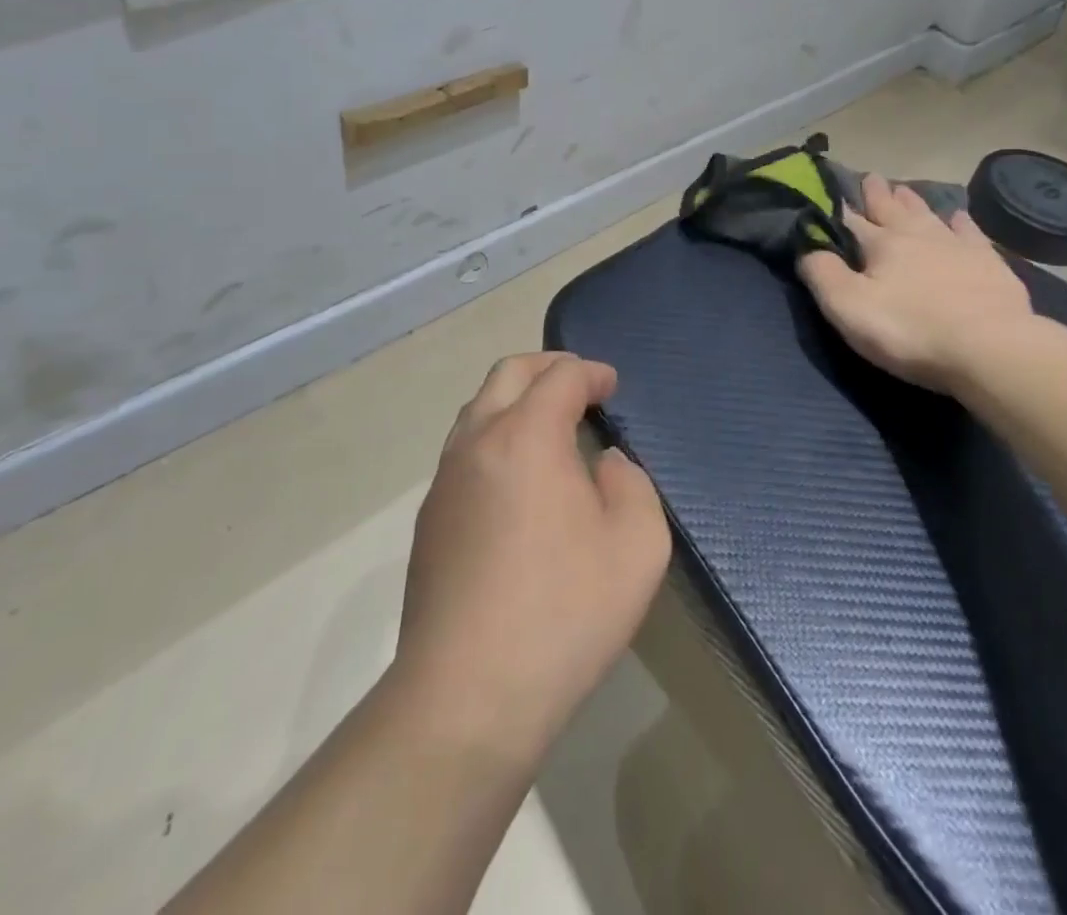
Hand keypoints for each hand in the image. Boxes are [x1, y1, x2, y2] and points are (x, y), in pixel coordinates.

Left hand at [394, 354, 670, 766]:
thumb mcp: (638, 545)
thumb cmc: (564, 612)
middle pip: (507, 375)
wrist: (466, 698)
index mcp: (526, 437)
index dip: (591, 373)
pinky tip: (519, 479)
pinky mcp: (429, 521)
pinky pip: (464, 452)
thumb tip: (602, 464)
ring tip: (550, 425)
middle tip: (580, 385)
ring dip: (516, 401)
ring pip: (478, 411)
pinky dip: (496, 438)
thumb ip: (631, 484)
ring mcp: (444, 482)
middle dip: (548, 368)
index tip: (611, 386)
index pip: (560, 378)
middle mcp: (477, 444)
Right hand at [799, 174, 1040, 393]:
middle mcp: (917, 234)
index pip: (851, 221)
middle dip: (878, 195)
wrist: (990, 347)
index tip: (829, 192)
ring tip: (904, 190)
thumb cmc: (911, 330)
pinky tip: (958, 217)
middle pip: (892, 209)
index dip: (837, 208)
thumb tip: (807, 248)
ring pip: (928, 214)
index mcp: (881, 244)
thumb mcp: (849, 308)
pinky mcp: (988, 263)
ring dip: (913, 202)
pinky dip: (960, 223)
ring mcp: (956, 245)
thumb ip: (822, 274)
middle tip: (871, 177)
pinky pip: (970, 233)